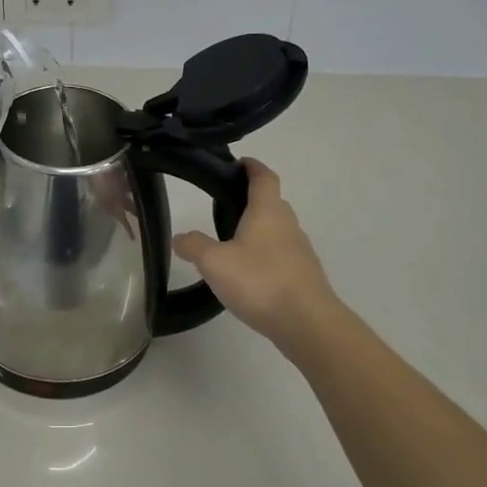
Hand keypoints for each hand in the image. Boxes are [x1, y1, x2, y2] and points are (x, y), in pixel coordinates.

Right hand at [174, 159, 338, 347]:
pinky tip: (249, 274)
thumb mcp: (214, 262)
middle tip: (223, 208)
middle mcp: (288, 224)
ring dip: (258, 230)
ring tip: (231, 243)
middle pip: (272, 203)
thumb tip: (179, 238)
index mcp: (268, 211)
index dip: (252, 167)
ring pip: (277, 230)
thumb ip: (194, 246)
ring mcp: (300, 251)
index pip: (264, 177)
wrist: (307, 323)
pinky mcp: (304, 275)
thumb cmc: (260, 281)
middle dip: (251, 200)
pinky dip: (265, 256)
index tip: (239, 163)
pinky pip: (281, 255)